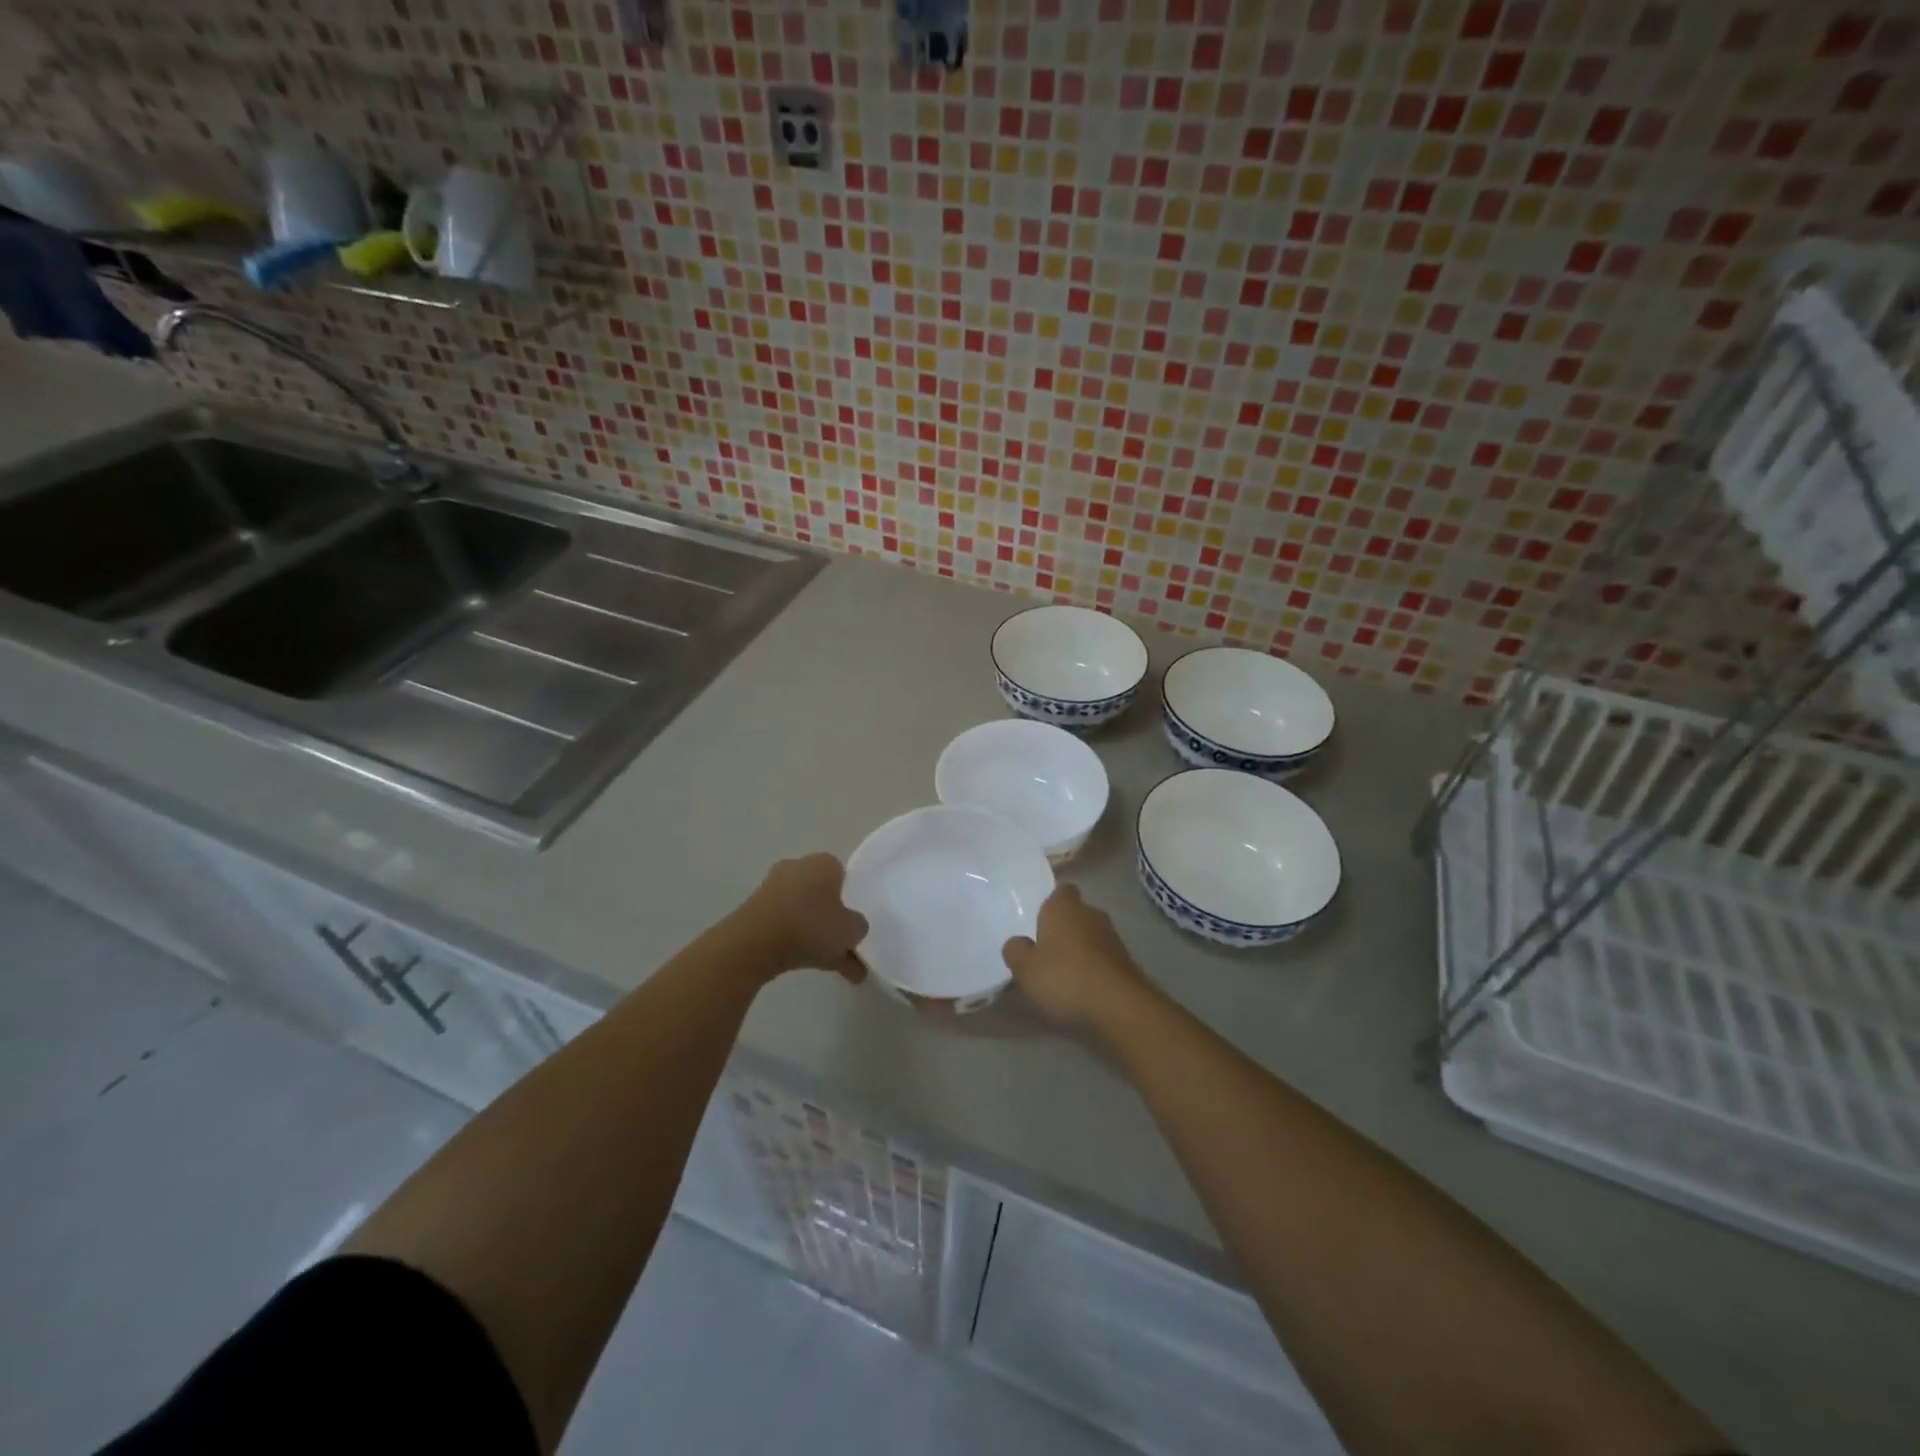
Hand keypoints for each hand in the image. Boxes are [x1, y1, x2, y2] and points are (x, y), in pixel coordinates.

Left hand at [730, 853, 867, 982]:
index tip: (854, 922)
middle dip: (834, 921)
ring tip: (836, 968)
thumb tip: (853, 927)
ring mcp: (772, 889)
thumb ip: (859, 927)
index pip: (844, 875)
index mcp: (823, 862)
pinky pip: (786, 926)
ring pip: (805, 914)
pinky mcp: (755, 911)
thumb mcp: (851, 930)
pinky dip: (798, 943)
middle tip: (846, 946)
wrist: (753, 944)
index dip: (852, 898)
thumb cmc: (810, 926)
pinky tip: (812, 967)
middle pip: (823, 895)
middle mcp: (797, 868)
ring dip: (818, 937)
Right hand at [1002, 884, 1148, 1028]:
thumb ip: (1015, 950)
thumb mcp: (1025, 968)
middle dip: (1062, 928)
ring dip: (1077, 949)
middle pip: (1074, 914)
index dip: (1050, 901)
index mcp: (1063, 906)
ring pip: (1089, 936)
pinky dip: (1091, 967)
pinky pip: (1101, 957)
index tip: (1038, 918)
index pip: (1060, 889)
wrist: (1119, 1005)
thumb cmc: (1065, 977)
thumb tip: (1018, 943)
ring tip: (1060, 974)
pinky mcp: (1126, 961)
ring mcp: (1112, 937)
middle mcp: (1090, 913)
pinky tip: (1080, 988)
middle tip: (1043, 949)